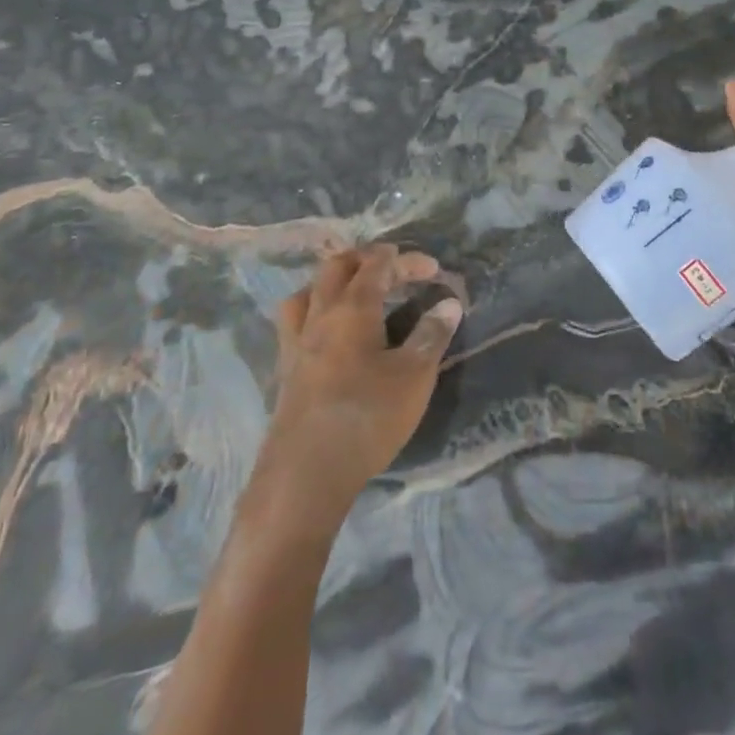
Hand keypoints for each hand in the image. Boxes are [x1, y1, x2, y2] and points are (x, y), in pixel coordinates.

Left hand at [255, 246, 462, 530]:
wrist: (305, 475)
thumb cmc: (367, 417)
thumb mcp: (414, 376)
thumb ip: (432, 334)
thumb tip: (449, 302)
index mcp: (351, 308)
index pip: (377, 265)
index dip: (405, 260)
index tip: (432, 269)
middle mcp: (318, 315)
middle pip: (335, 267)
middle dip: (365, 259)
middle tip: (393, 268)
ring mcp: (295, 343)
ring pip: (307, 292)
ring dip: (332, 281)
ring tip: (354, 293)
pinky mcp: (285, 370)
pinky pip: (295, 322)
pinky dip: (315, 311)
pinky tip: (328, 334)